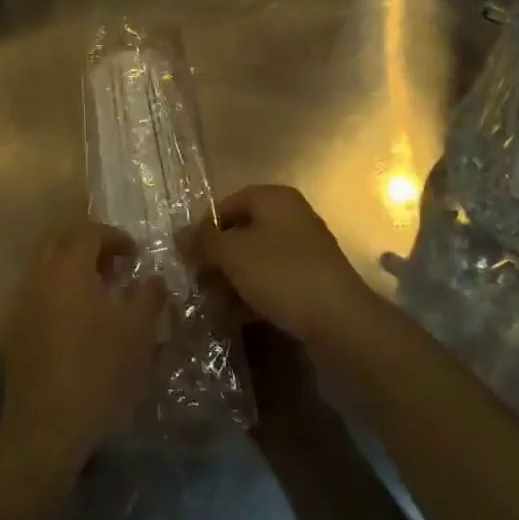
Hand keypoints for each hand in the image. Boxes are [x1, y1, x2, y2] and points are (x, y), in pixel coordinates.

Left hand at [0, 221, 165, 474]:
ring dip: (71, 269)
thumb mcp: (138, 331)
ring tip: (99, 293)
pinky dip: (57, 291)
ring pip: (45, 267)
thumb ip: (149, 295)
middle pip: (61, 241)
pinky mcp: (12, 328)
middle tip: (115, 266)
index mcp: (69, 267)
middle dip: (89, 246)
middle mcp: (39, 275)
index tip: (136, 255)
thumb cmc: (99, 370)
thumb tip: (155, 278)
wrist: (47, 425)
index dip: (115, 237)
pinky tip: (76, 320)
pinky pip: (36, 292)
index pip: (90, 232)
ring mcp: (21, 301)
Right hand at [197, 185, 374, 345]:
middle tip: (197, 283)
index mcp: (274, 199)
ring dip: (231, 280)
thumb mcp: (232, 254)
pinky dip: (252, 294)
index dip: (203, 228)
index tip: (187, 256)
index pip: (227, 204)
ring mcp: (303, 250)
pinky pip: (272, 281)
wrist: (339, 321)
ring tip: (212, 304)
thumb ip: (203, 242)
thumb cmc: (281, 274)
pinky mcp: (310, 281)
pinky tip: (235, 316)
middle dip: (217, 258)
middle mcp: (291, 217)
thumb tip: (179, 235)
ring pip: (255, 260)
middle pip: (241, 232)